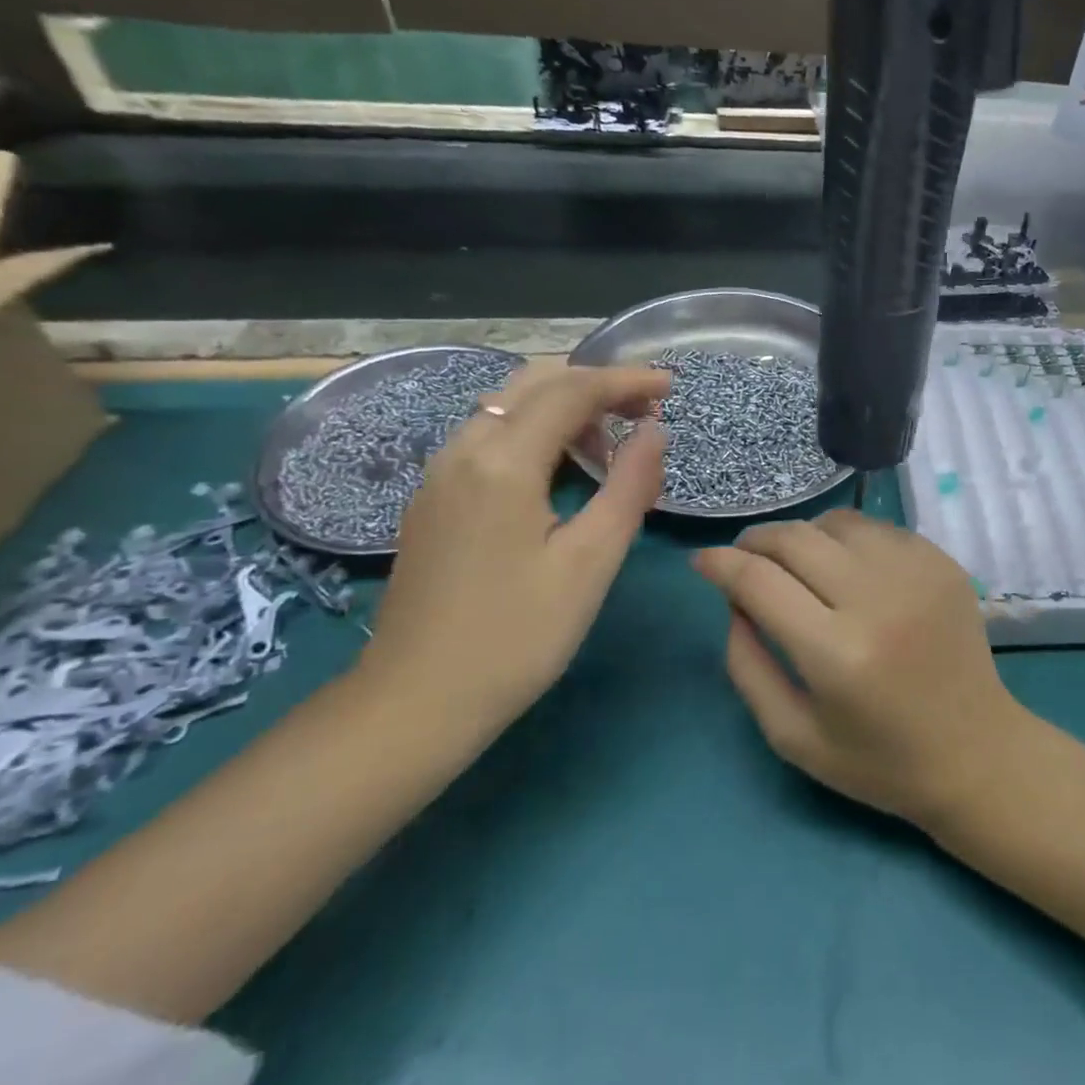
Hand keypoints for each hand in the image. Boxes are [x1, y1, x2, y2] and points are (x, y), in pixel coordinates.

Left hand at [369, 362, 669, 724]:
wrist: (414, 703)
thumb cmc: (516, 636)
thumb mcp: (590, 562)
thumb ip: (629, 486)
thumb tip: (654, 431)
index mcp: (501, 462)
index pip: (572, 391)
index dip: (625, 381)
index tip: (670, 386)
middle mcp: (462, 451)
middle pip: (534, 384)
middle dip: (595, 385)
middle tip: (646, 410)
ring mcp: (440, 474)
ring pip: (508, 408)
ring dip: (565, 408)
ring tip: (614, 444)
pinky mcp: (434, 499)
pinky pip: (490, 437)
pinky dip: (536, 432)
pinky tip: (563, 470)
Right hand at [694, 510, 1027, 828]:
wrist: (976, 752)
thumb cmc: (879, 760)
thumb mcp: (793, 736)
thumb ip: (747, 665)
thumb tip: (733, 599)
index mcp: (836, 653)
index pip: (759, 581)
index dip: (720, 563)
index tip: (702, 561)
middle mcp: (877, 599)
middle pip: (795, 538)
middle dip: (756, 541)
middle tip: (744, 558)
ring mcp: (916, 572)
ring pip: (837, 522)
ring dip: (803, 536)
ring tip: (795, 563)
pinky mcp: (942, 561)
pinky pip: (877, 528)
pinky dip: (848, 540)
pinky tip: (847, 569)